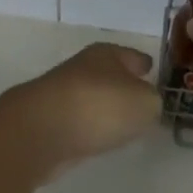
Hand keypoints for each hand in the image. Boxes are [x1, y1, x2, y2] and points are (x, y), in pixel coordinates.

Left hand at [6, 42, 161, 175]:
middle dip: (123, 85)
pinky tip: (96, 137)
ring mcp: (61, 95)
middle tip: (140, 100)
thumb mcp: (145, 103)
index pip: (132, 56)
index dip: (144, 64)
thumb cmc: (99, 107)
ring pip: (92, 98)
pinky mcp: (48, 122)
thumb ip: (152, 102)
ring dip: (103, 108)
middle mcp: (82, 69)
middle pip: (109, 75)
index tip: (151, 70)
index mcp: (106, 54)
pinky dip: (87, 127)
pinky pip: (78, 121)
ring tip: (121, 123)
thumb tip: (144, 104)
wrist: (40, 132)